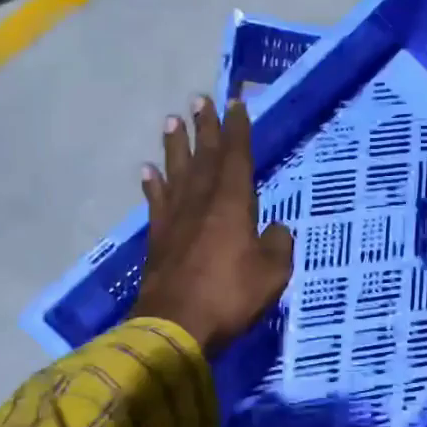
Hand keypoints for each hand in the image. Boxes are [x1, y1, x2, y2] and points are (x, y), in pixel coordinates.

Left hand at [132, 95, 293, 354]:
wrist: (175, 327)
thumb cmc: (230, 296)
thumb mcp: (272, 273)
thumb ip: (278, 244)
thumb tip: (276, 229)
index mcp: (232, 203)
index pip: (236, 157)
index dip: (238, 129)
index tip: (235, 104)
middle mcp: (201, 202)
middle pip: (203, 156)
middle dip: (205, 127)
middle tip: (199, 99)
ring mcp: (175, 219)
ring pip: (176, 172)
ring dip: (175, 146)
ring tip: (171, 120)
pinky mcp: (158, 239)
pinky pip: (156, 203)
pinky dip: (152, 186)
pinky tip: (148, 172)